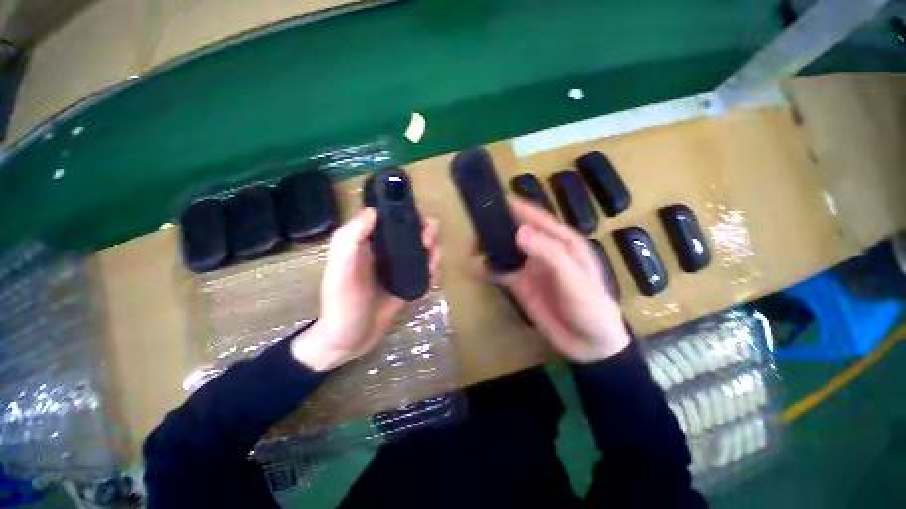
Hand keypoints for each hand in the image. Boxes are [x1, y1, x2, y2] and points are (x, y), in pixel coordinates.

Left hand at [292, 208, 440, 370]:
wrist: (347, 342)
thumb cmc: (342, 306)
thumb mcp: (340, 272)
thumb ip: (349, 240)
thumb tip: (373, 211)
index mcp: (368, 244)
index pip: (390, 218)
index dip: (407, 213)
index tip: (420, 218)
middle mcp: (384, 252)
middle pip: (411, 233)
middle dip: (426, 232)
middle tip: (430, 241)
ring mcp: (397, 269)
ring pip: (421, 251)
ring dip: (433, 250)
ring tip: (434, 259)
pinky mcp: (406, 283)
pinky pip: (423, 271)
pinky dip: (432, 269)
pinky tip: (434, 273)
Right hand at [489, 197, 628, 362]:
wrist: (587, 343)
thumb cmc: (589, 306)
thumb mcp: (574, 278)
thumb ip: (549, 254)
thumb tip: (518, 231)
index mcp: (561, 240)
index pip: (535, 217)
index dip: (515, 207)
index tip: (492, 199)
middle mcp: (542, 249)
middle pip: (515, 230)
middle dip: (496, 226)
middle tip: (474, 225)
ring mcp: (528, 266)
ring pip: (504, 249)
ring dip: (488, 247)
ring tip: (470, 247)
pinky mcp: (518, 283)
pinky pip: (499, 271)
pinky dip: (486, 268)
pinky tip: (474, 269)